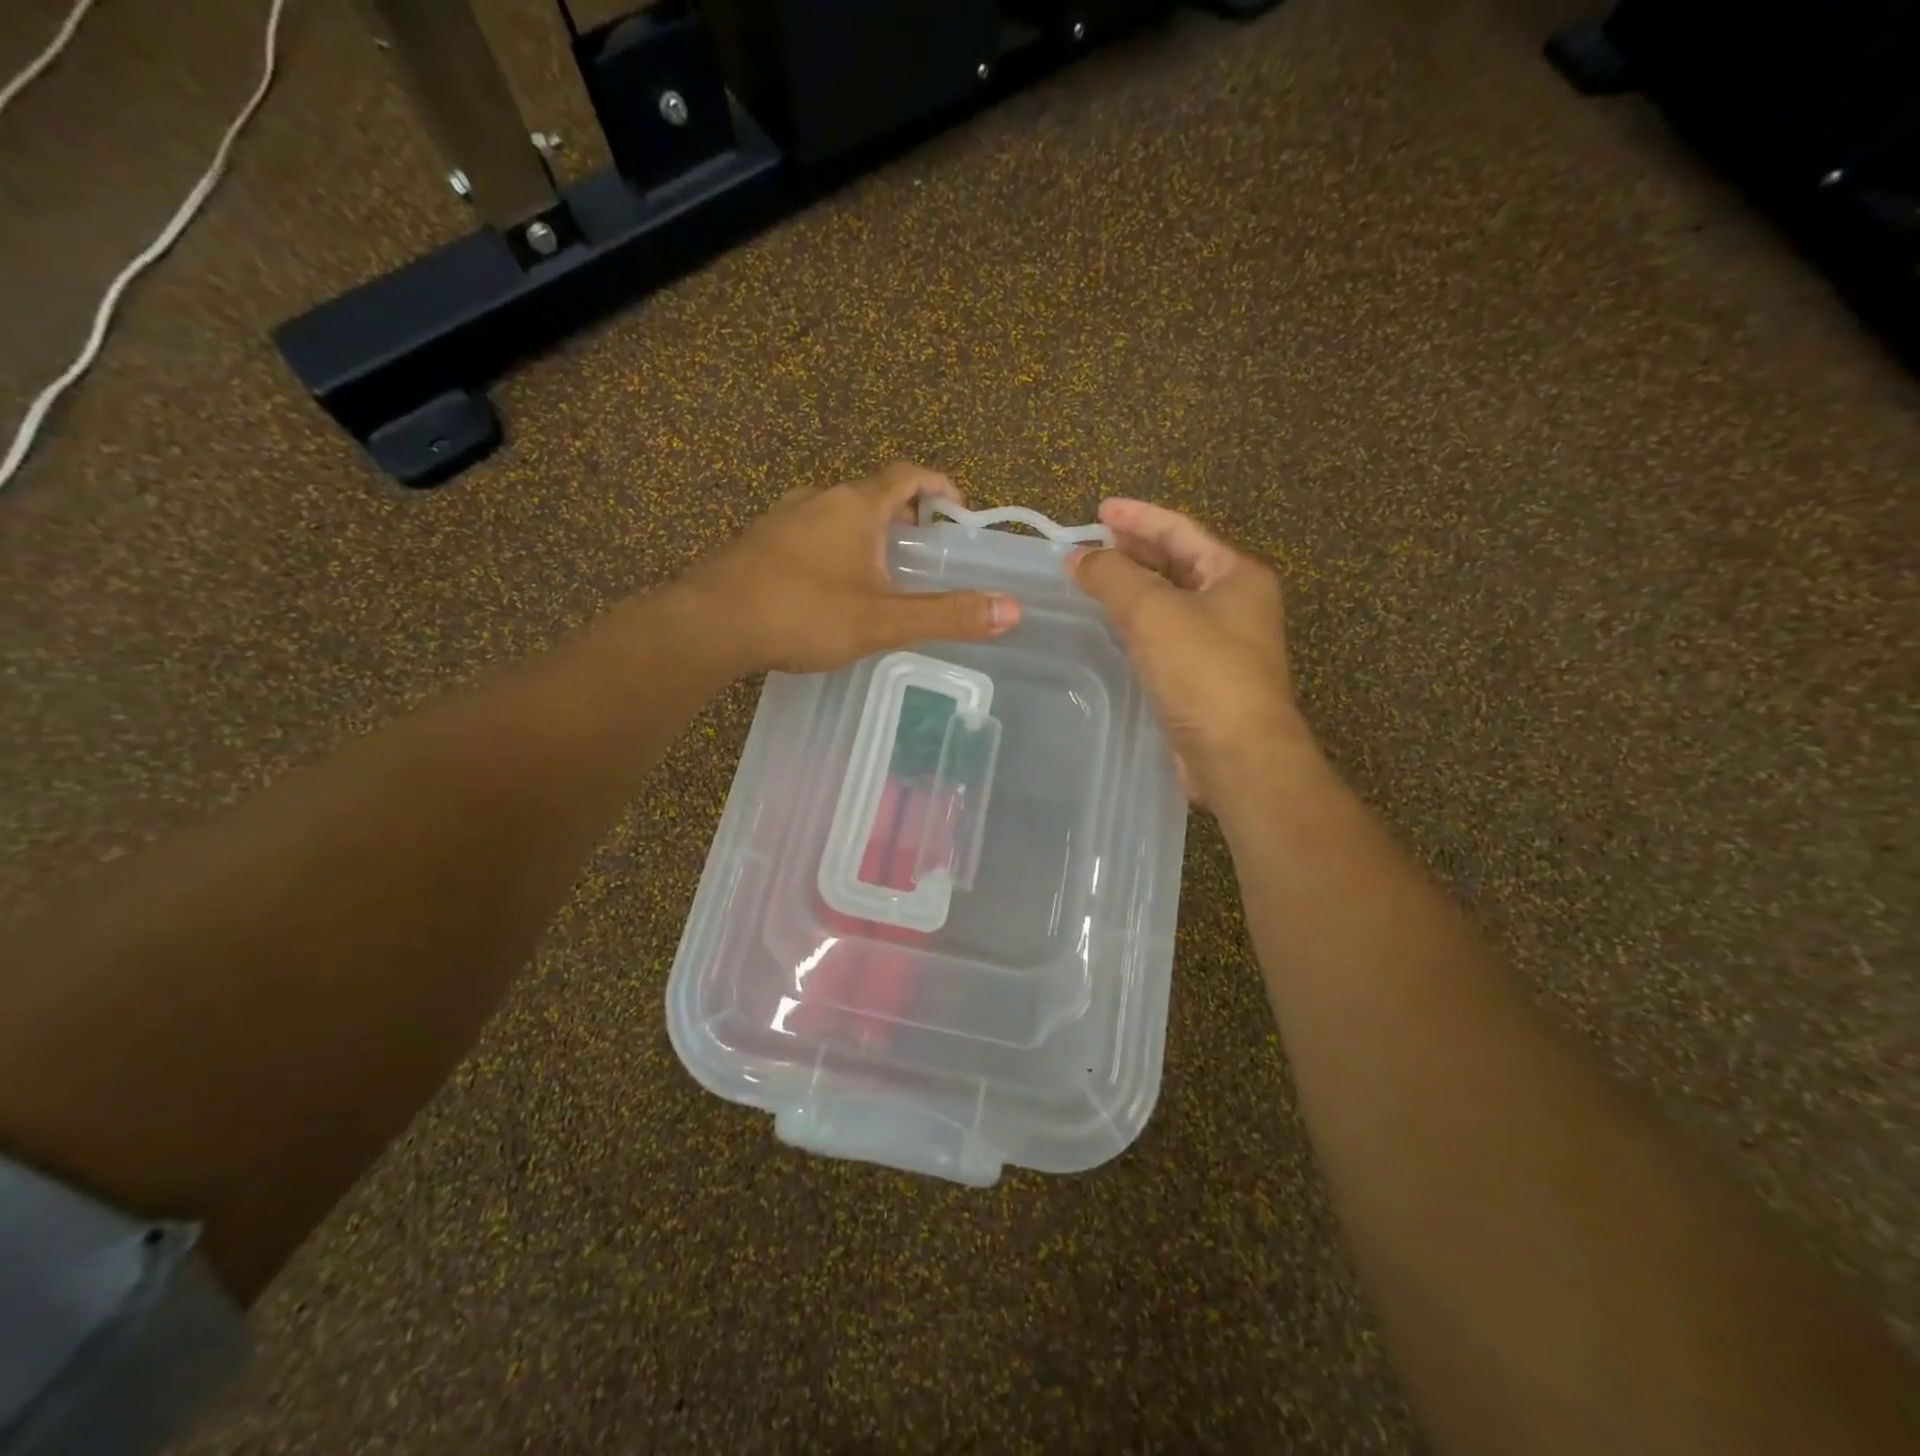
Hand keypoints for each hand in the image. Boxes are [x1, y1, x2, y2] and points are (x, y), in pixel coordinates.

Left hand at [682, 462, 1021, 674]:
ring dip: (863, 532)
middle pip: (871, 492)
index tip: (956, 505)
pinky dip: (829, 547)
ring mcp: (781, 517)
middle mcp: (818, 497)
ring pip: (835, 513)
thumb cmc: (804, 613)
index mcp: (855, 504)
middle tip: (921, 549)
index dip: (936, 483)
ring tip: (878, 571)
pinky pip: (806, 533)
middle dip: (901, 514)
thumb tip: (1012, 609)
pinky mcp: (756, 542)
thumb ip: (948, 615)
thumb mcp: (884, 620)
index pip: (906, 474)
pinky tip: (826, 587)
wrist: (710, 623)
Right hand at [1068, 499, 1306, 806]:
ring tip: (1094, 579)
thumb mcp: (1153, 611)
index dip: (1138, 516)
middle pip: (1178, 562)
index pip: (1180, 530)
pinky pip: (1165, 636)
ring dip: (1134, 587)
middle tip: (1092, 544)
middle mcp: (1235, 604)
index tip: (1098, 509)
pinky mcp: (1203, 678)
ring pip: (1171, 601)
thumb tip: (1078, 558)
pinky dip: (1137, 624)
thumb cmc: (1202, 670)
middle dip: (1135, 550)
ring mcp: (1222, 643)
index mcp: (1235, 575)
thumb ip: (1112, 577)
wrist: (1236, 753)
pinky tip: (1110, 627)